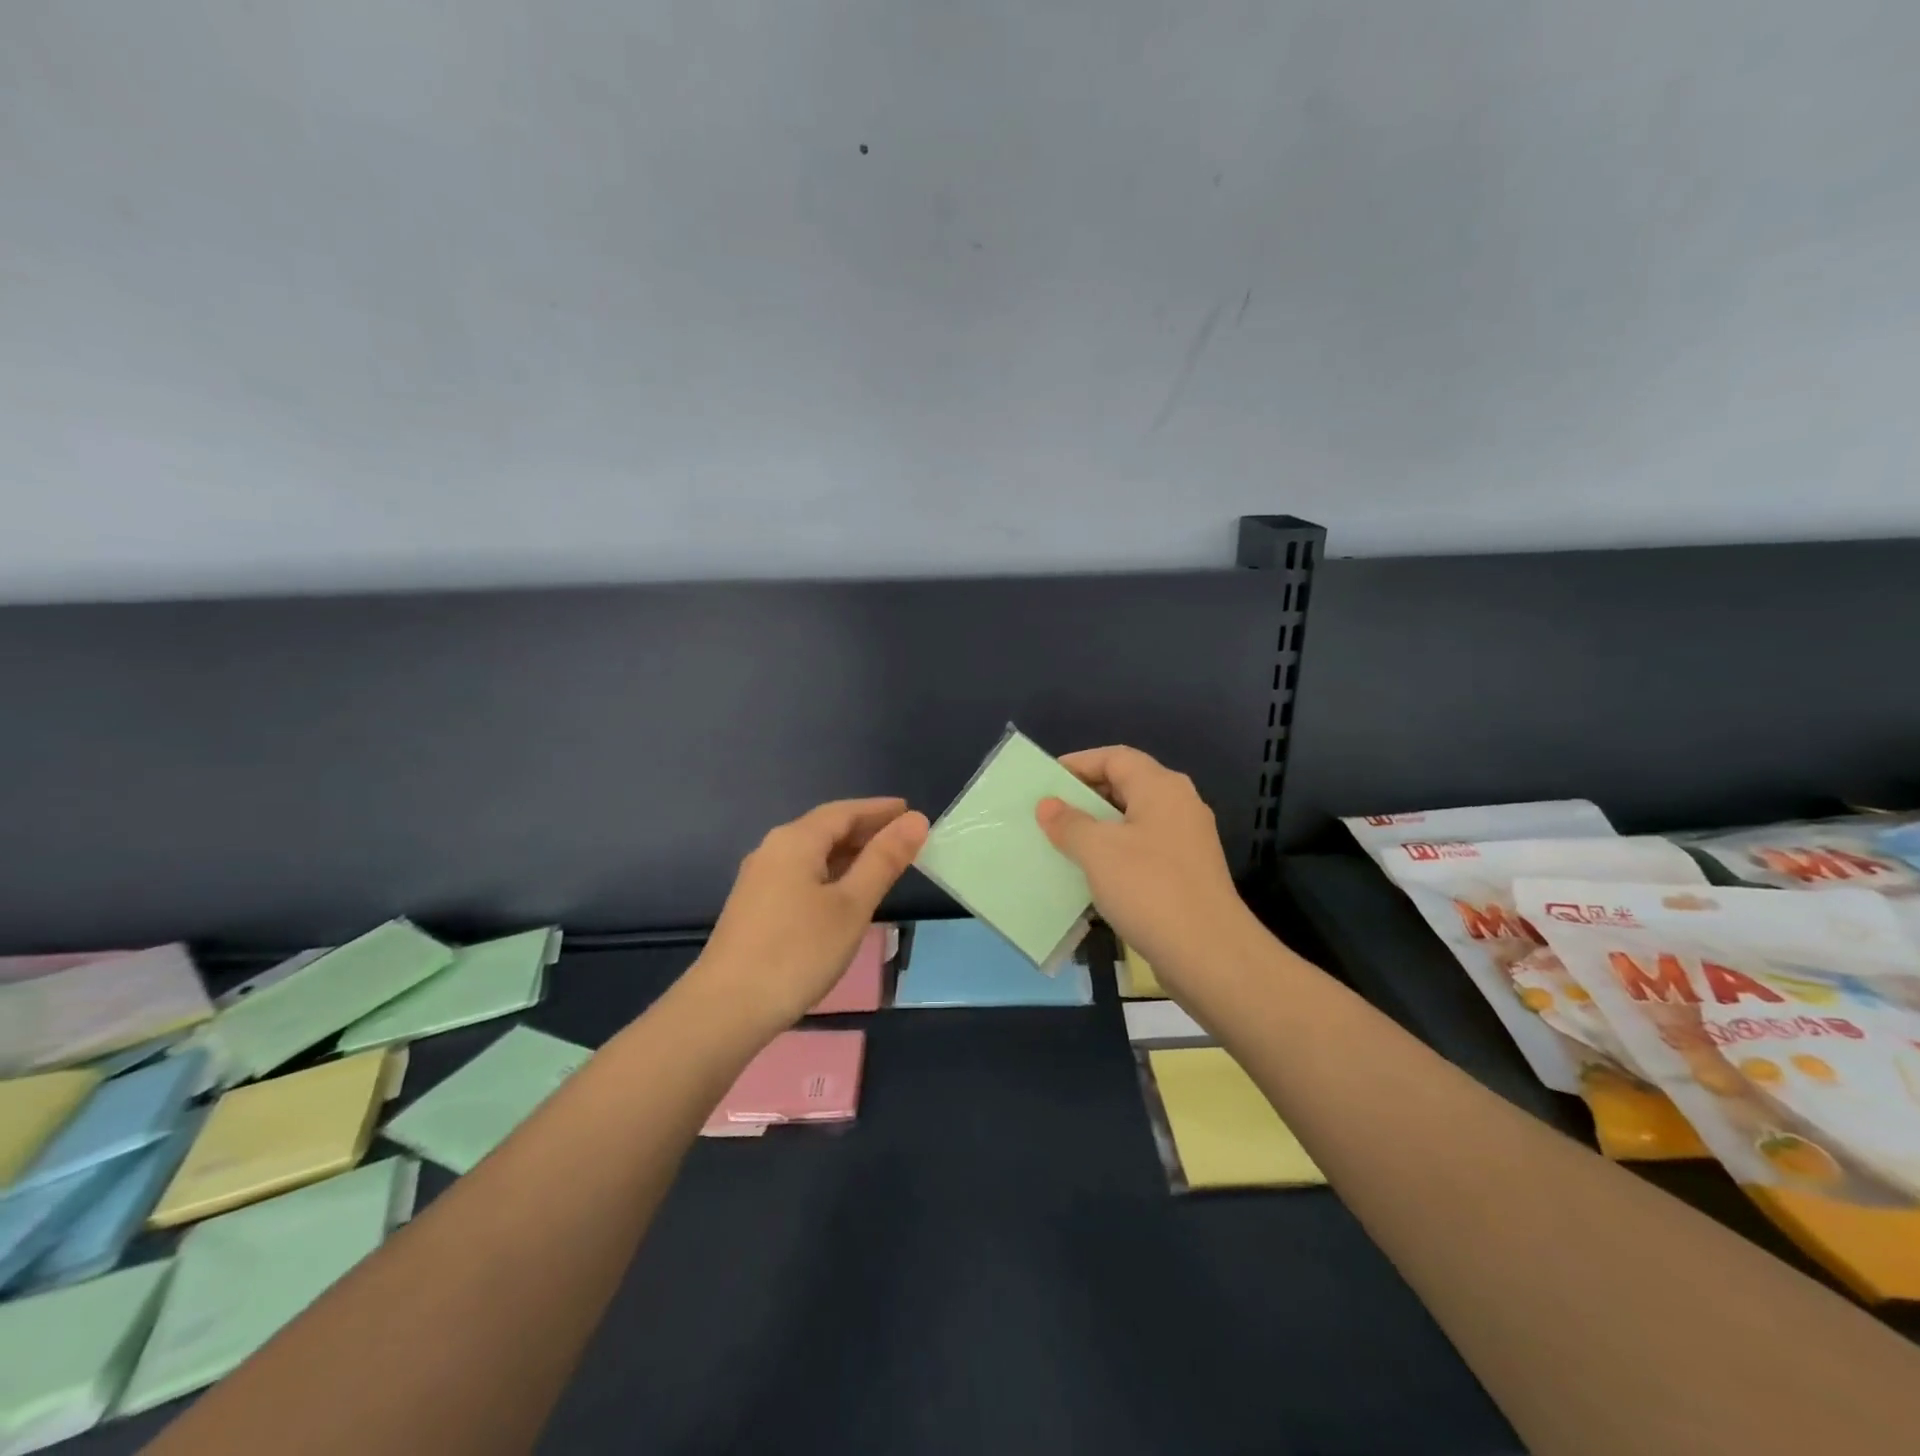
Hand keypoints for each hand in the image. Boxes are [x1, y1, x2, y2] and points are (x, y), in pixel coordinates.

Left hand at [689, 797, 928, 1036]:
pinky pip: (801, 874)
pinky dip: (830, 874)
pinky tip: (844, 895)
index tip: (910, 811)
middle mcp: (773, 850)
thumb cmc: (797, 952)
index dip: (879, 810)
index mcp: (796, 840)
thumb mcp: (851, 905)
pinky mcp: (755, 907)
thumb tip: (915, 820)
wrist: (726, 1009)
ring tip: (882, 863)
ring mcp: (759, 879)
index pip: (844, 811)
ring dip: (849, 853)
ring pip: (812, 853)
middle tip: (904, 838)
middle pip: (826, 828)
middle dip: (866, 829)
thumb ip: (884, 860)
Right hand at [1035, 746, 1257, 992]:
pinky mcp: (1186, 874)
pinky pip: (1142, 851)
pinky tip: (1090, 876)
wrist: (1209, 954)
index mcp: (1161, 787)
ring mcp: (1186, 842)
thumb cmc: (1149, 889)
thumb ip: (1069, 823)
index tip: (1045, 781)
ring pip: (1133, 822)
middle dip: (1085, 797)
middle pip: (1126, 786)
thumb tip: (1048, 805)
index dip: (1078, 763)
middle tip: (1048, 813)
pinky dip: (1114, 855)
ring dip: (1097, 829)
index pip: (1115, 757)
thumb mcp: (1098, 851)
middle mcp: (1179, 806)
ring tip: (1061, 843)